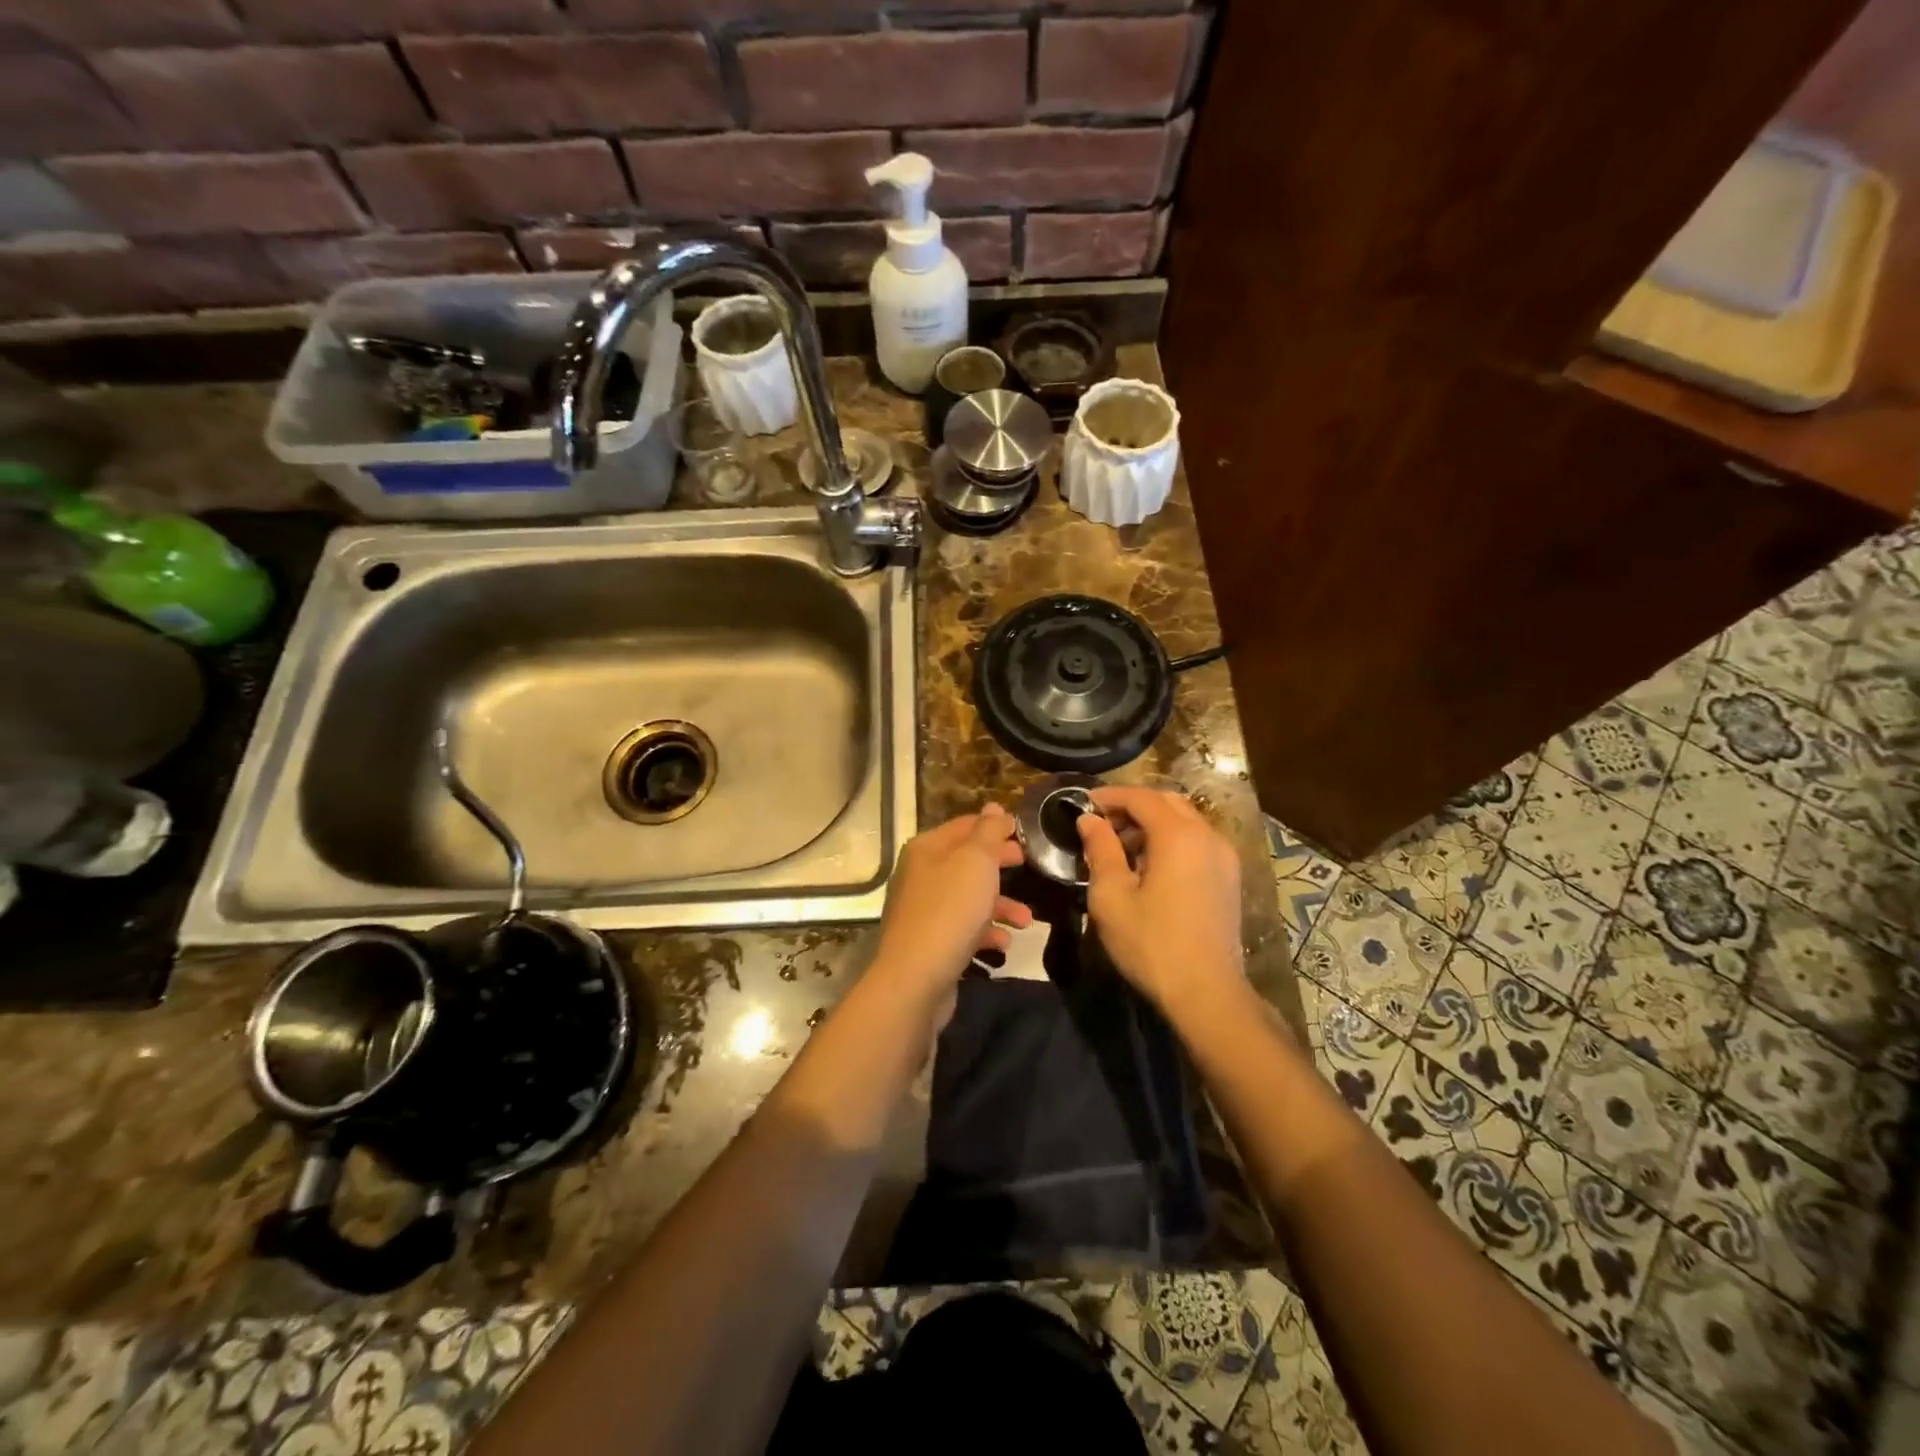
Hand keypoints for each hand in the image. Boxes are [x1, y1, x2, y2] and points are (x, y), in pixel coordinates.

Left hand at [870, 805, 1032, 999]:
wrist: (916, 978)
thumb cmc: (950, 910)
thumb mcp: (976, 861)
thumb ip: (988, 832)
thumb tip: (994, 808)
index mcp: (927, 849)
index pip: (965, 826)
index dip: (995, 827)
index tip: (1026, 835)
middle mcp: (921, 875)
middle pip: (967, 862)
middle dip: (1001, 865)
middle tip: (1030, 866)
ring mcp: (923, 910)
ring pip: (969, 898)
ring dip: (1001, 905)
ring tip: (1026, 920)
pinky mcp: (930, 942)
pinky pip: (964, 928)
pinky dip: (986, 932)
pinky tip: (1004, 943)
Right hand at [1078, 786, 1243, 1013]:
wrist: (1207, 993)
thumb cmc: (1152, 944)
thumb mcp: (1112, 896)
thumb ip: (1100, 849)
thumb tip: (1089, 821)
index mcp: (1178, 836)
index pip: (1141, 797)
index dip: (1109, 796)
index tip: (1083, 805)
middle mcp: (1208, 836)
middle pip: (1167, 802)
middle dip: (1132, 807)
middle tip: (1101, 825)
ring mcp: (1224, 857)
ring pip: (1185, 821)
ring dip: (1152, 823)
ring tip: (1121, 848)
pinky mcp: (1229, 878)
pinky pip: (1197, 841)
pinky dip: (1171, 840)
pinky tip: (1149, 868)